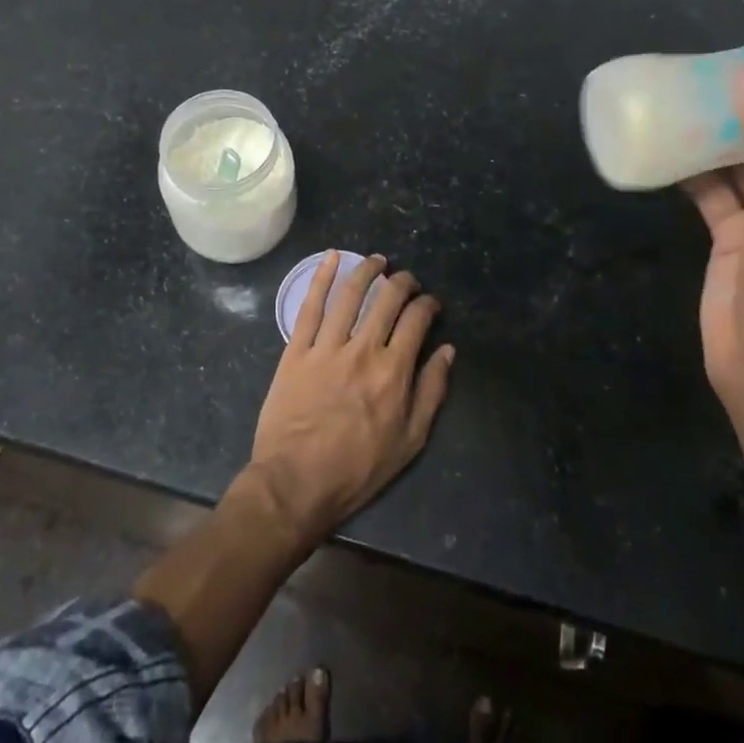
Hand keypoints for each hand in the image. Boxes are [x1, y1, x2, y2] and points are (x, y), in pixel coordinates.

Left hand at [247, 252, 455, 541]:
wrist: (296, 484)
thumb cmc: (358, 468)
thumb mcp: (410, 441)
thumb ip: (431, 391)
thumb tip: (447, 351)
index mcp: (393, 371)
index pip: (416, 320)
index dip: (427, 305)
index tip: (430, 304)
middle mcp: (363, 350)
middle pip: (387, 299)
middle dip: (402, 282)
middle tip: (406, 279)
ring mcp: (327, 347)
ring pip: (350, 294)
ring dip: (367, 271)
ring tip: (377, 261)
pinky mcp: (297, 350)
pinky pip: (310, 306)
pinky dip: (321, 278)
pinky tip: (331, 258)